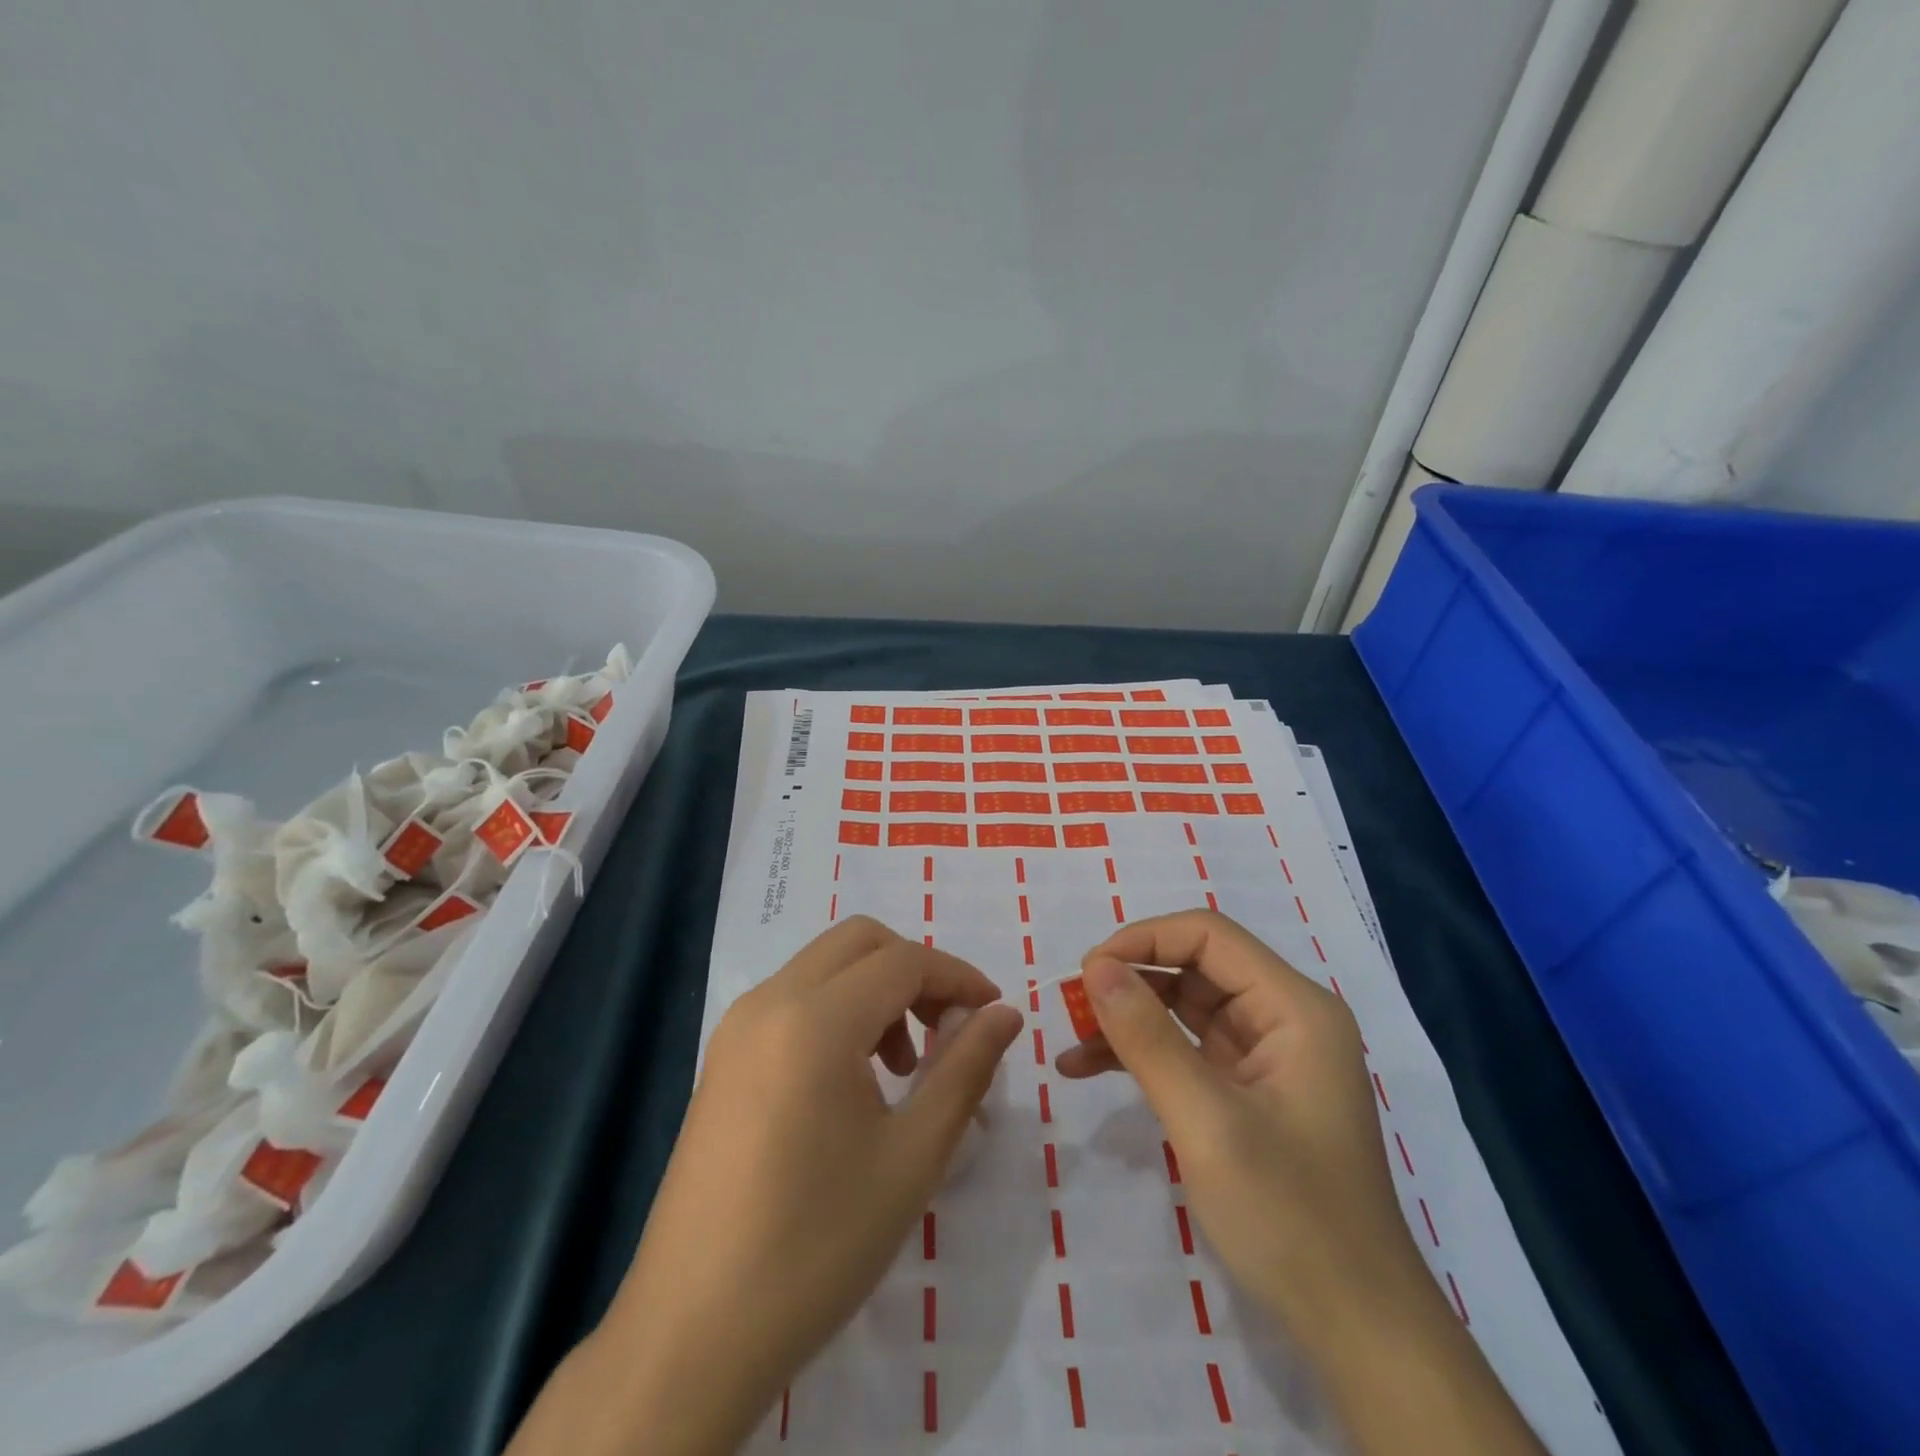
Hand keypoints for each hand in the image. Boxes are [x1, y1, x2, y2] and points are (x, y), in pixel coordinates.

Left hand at [509, 917, 1021, 1455]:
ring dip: (876, 989)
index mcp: (814, 1019)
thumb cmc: (816, 1245)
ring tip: (902, 1069)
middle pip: (859, 941)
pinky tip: (853, 1081)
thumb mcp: (912, 1157)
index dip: (958, 977)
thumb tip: (1004, 1014)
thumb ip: (965, 1070)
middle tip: (947, 1030)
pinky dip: (839, 1010)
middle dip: (915, 970)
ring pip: (824, 966)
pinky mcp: (723, 1058)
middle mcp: (769, 1001)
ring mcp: (737, 1027)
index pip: (904, 961)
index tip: (994, 1013)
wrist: (691, 1335)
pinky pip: (794, 999)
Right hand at [1059, 910, 1542, 1455]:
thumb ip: (1148, 1037)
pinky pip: (1184, 1049)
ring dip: (1127, 1017)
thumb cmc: (1289, 1216)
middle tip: (1071, 1005)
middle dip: (1130, 980)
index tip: (1088, 971)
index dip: (1144, 939)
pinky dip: (1139, 1053)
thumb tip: (1095, 966)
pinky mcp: (1244, 1089)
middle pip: (1194, 967)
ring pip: (1182, 1006)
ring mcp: (1264, 1055)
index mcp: (1294, 1008)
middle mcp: (1282, 1018)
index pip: (1209, 937)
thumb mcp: (1207, 1121)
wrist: (1354, 1327)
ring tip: (1071, 1037)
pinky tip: (1087, 1068)